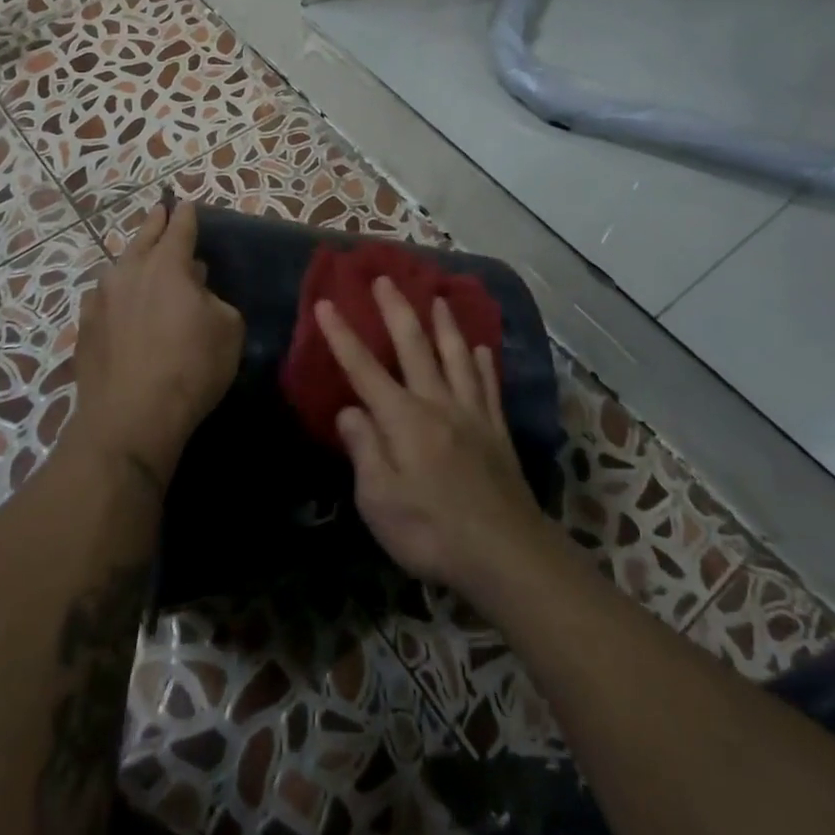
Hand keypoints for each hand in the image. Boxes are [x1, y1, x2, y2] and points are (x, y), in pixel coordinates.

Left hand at [69, 202, 243, 486]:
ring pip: (119, 269)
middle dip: (154, 223)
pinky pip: (104, 299)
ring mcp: (100, 300)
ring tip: (142, 261)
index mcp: (166, 265)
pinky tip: (120, 304)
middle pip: (143, 238)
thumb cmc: (191, 367)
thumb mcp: (228, 329)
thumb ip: (215, 300)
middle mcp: (128, 272)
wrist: (131, 417)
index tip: (185, 203)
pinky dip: (117, 295)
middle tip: (160, 212)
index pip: (179, 228)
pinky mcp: (84, 328)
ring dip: (134, 261)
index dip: (185, 215)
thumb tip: (197, 293)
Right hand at [315, 278, 547, 595]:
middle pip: (414, 347)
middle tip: (385, 278)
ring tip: (438, 297)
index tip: (327, 303)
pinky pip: (488, 386)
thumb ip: (364, 449)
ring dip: (445, 324)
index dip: (342, 335)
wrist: (507, 555)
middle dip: (396, 310)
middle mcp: (438, 404)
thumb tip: (350, 410)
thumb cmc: (432, 532)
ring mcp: (472, 415)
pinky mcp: (497, 432)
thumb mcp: (379, 501)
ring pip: (456, 357)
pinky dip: (483, 363)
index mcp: (403, 420)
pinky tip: (482, 349)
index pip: (364, 369)